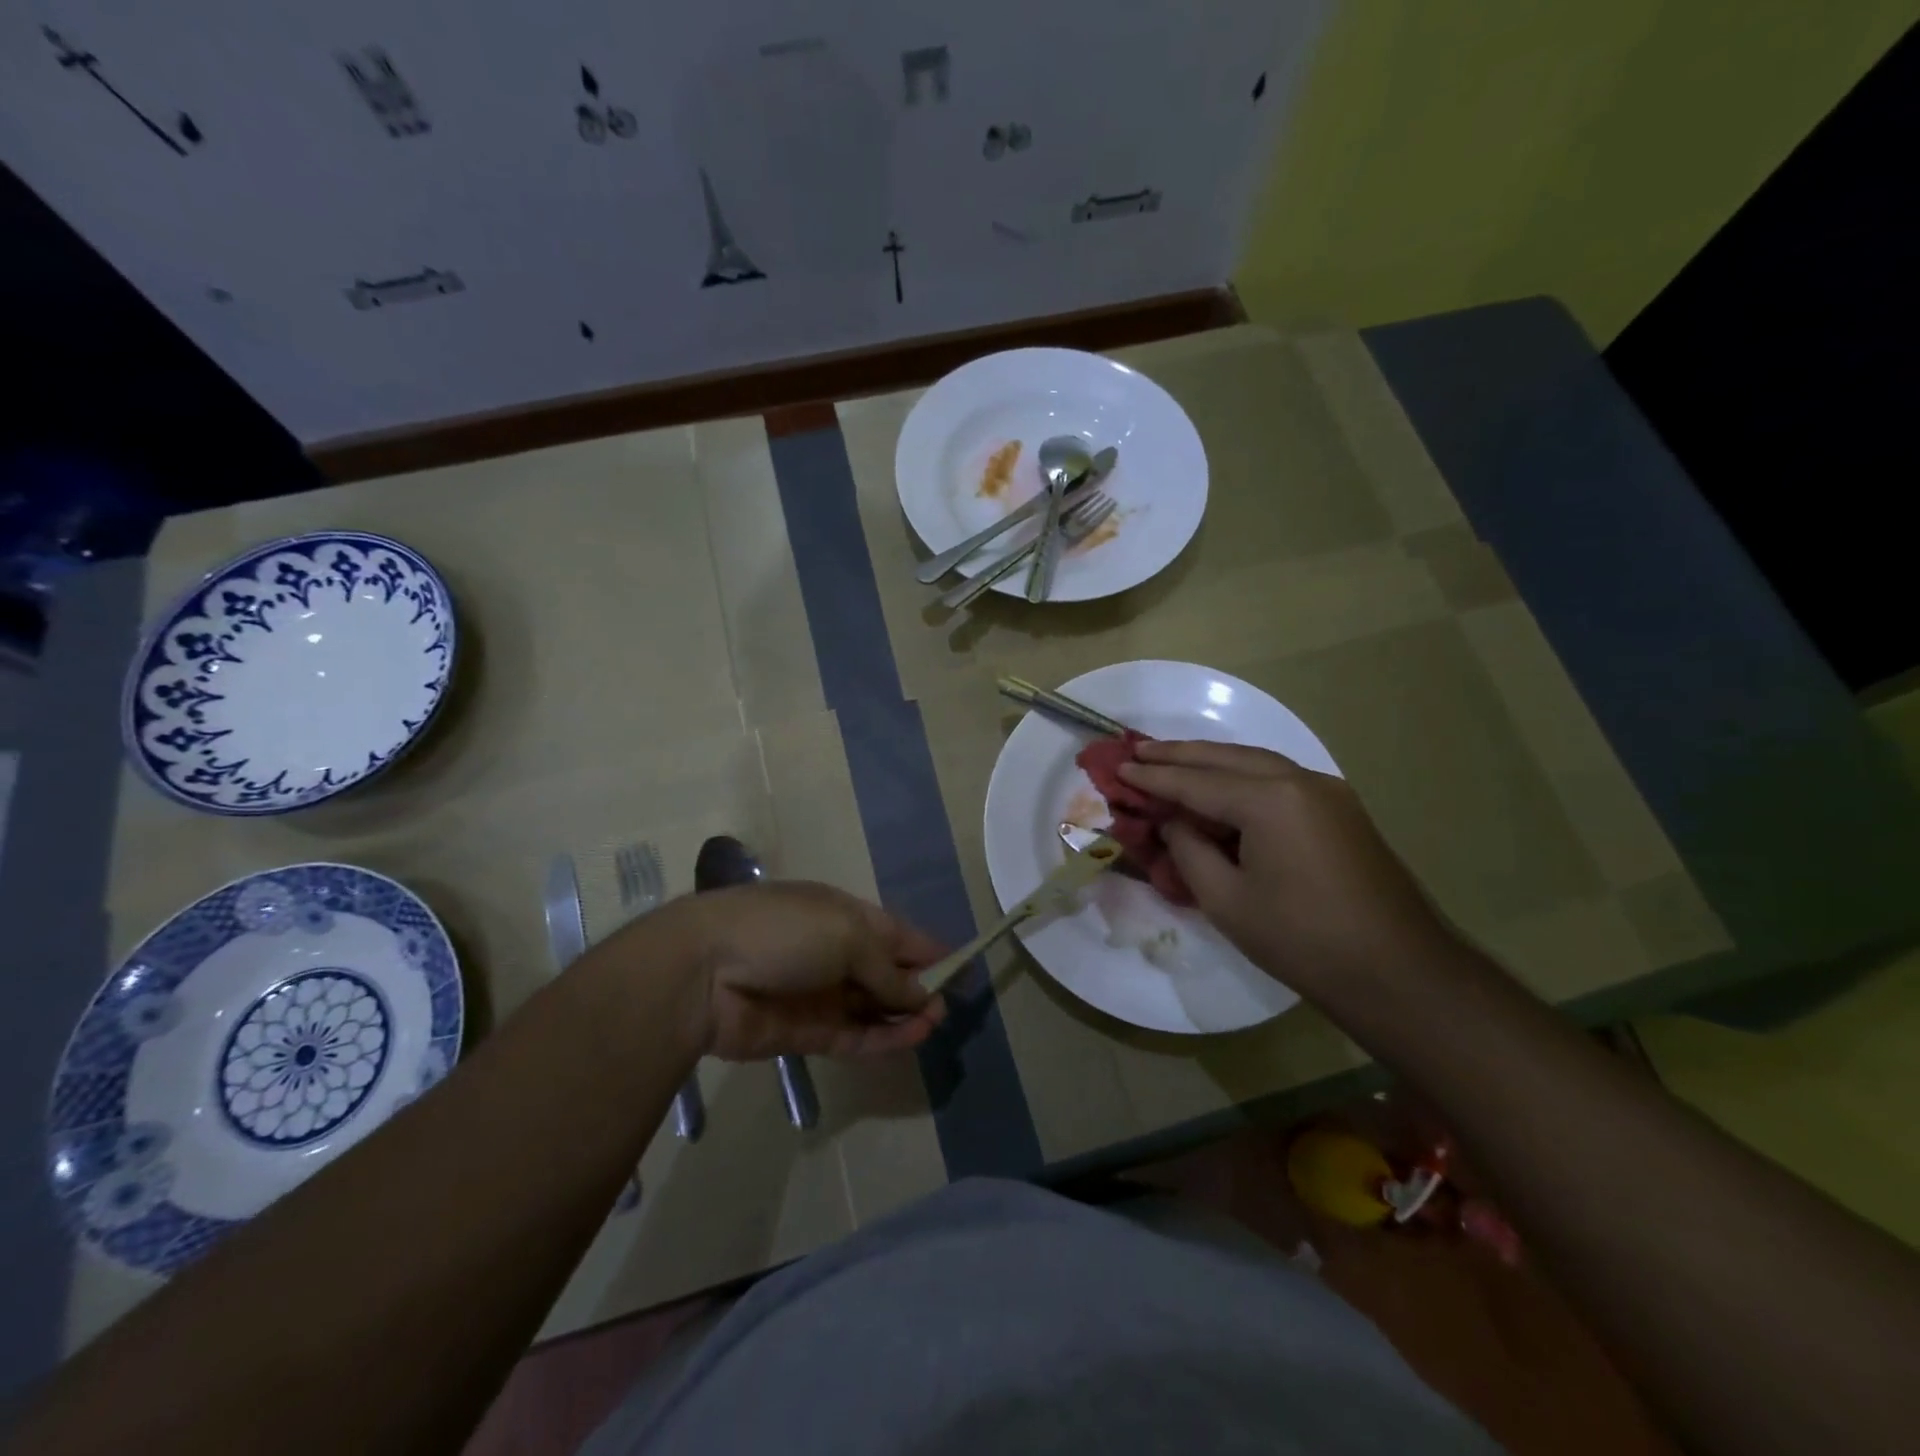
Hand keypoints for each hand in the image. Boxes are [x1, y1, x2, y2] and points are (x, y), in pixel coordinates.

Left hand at [672, 881, 947, 1059]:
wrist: (704, 971)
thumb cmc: (784, 931)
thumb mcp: (847, 934)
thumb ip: (887, 969)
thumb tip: (920, 995)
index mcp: (844, 915)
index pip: (896, 933)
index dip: (929, 949)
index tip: (962, 967)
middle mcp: (835, 953)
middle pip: (887, 972)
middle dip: (918, 986)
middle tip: (946, 1005)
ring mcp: (821, 995)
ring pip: (873, 1008)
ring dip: (905, 1015)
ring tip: (934, 1023)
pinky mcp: (807, 1034)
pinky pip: (855, 1036)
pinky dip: (884, 1038)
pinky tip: (912, 1038)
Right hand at [1118, 741, 1458, 993]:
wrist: (1399, 973)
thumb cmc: (1302, 940)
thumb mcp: (1227, 899)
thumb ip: (1190, 850)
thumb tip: (1174, 822)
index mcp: (1269, 799)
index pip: (1196, 781)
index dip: (1154, 777)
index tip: (1119, 767)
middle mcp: (1300, 780)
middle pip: (1226, 757)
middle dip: (1179, 754)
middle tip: (1138, 751)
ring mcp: (1327, 791)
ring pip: (1255, 761)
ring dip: (1211, 760)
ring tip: (1171, 760)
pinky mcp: (1340, 810)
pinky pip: (1279, 779)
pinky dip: (1242, 776)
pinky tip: (1222, 787)